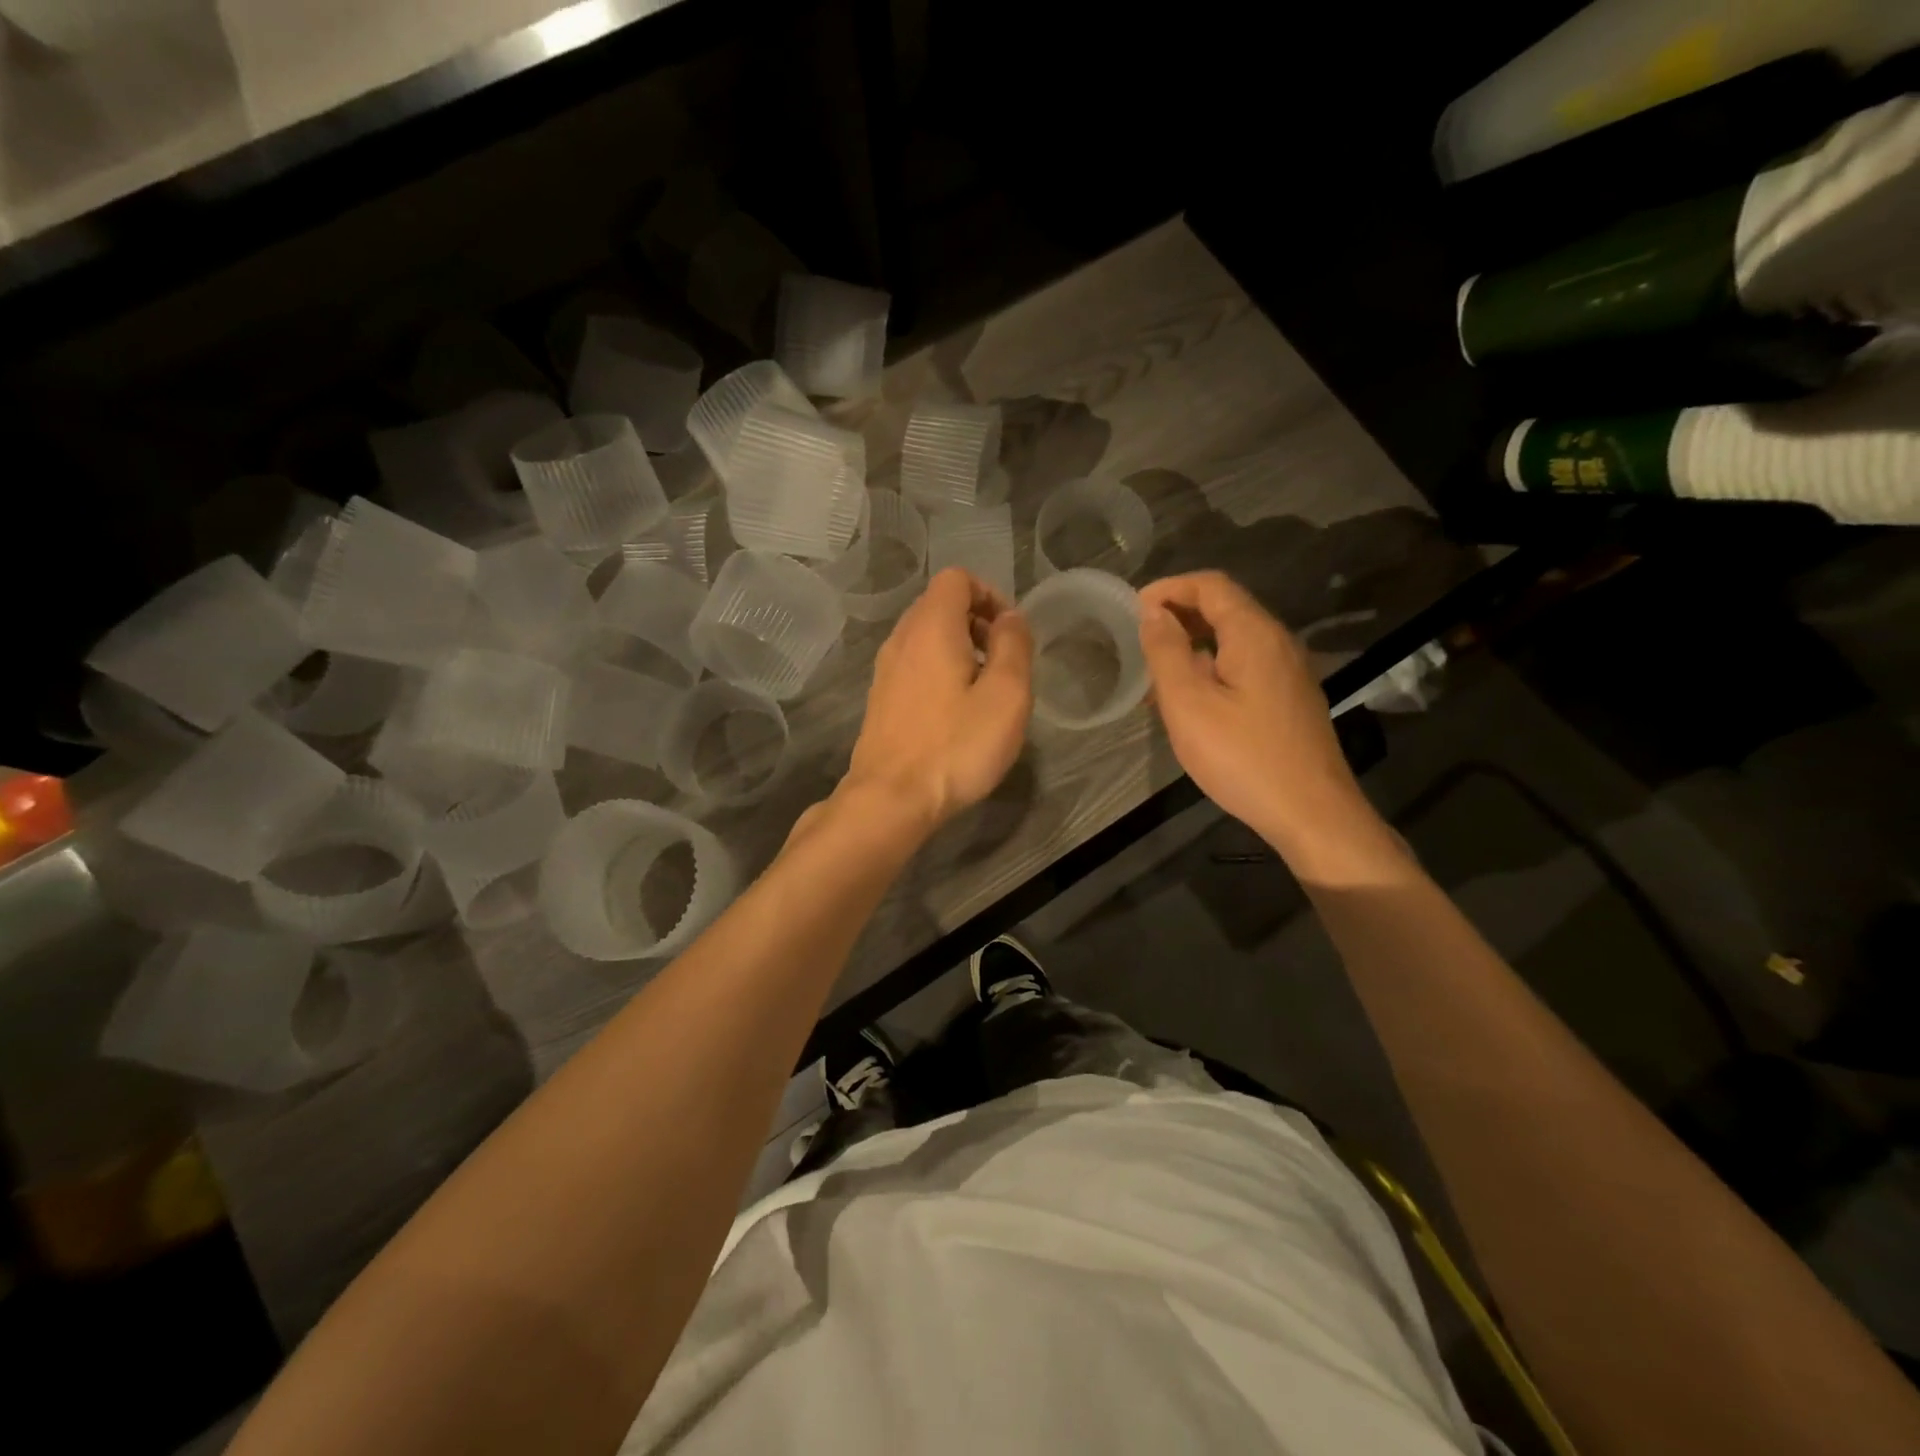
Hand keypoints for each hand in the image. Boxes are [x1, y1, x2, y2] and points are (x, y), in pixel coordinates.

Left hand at [842, 567, 1032, 835]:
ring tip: (984, 691)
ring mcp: (885, 670)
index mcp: (931, 626)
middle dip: (977, 623)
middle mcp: (901, 639)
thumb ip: (1014, 645)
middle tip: (1003, 663)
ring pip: (926, 638)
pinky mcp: (880, 700)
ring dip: (960, 650)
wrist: (891, 799)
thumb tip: (1010, 617)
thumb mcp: (1006, 694)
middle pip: (939, 605)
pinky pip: (914, 666)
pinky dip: (939, 672)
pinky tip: (955, 713)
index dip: (990, 594)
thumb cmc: (956, 745)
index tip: (1010, 633)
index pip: (957, 578)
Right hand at [1138, 571, 1392, 876]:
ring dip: (1193, 643)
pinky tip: (1191, 699)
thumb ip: (1166, 651)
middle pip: (1226, 607)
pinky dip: (1212, 666)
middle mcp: (1278, 642)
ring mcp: (1288, 671)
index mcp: (1254, 634)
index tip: (1134, 608)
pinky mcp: (1290, 699)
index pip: (1211, 585)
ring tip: (1157, 671)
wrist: (1311, 813)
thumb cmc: (1242, 756)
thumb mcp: (1189, 703)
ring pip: (1235, 639)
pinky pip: (1245, 665)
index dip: (1169, 588)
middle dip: (1180, 613)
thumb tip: (1152, 612)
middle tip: (1140, 638)